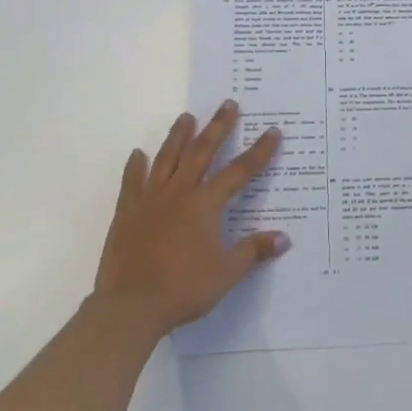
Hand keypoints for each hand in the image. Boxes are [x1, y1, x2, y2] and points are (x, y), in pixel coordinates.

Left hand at [94, 101, 288, 335]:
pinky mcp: (127, 212)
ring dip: (178, 135)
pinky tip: (138, 154)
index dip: (259, 151)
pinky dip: (136, 166)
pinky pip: (132, 181)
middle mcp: (179, 192)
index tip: (273, 131)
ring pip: (167, 158)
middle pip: (202, 151)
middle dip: (218, 126)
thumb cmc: (183, 288)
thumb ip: (253, 251)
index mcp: (205, 204)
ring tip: (186, 116)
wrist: (130, 306)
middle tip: (228, 103)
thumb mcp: (226, 273)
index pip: (239, 171)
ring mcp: (150, 199)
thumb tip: (284, 238)